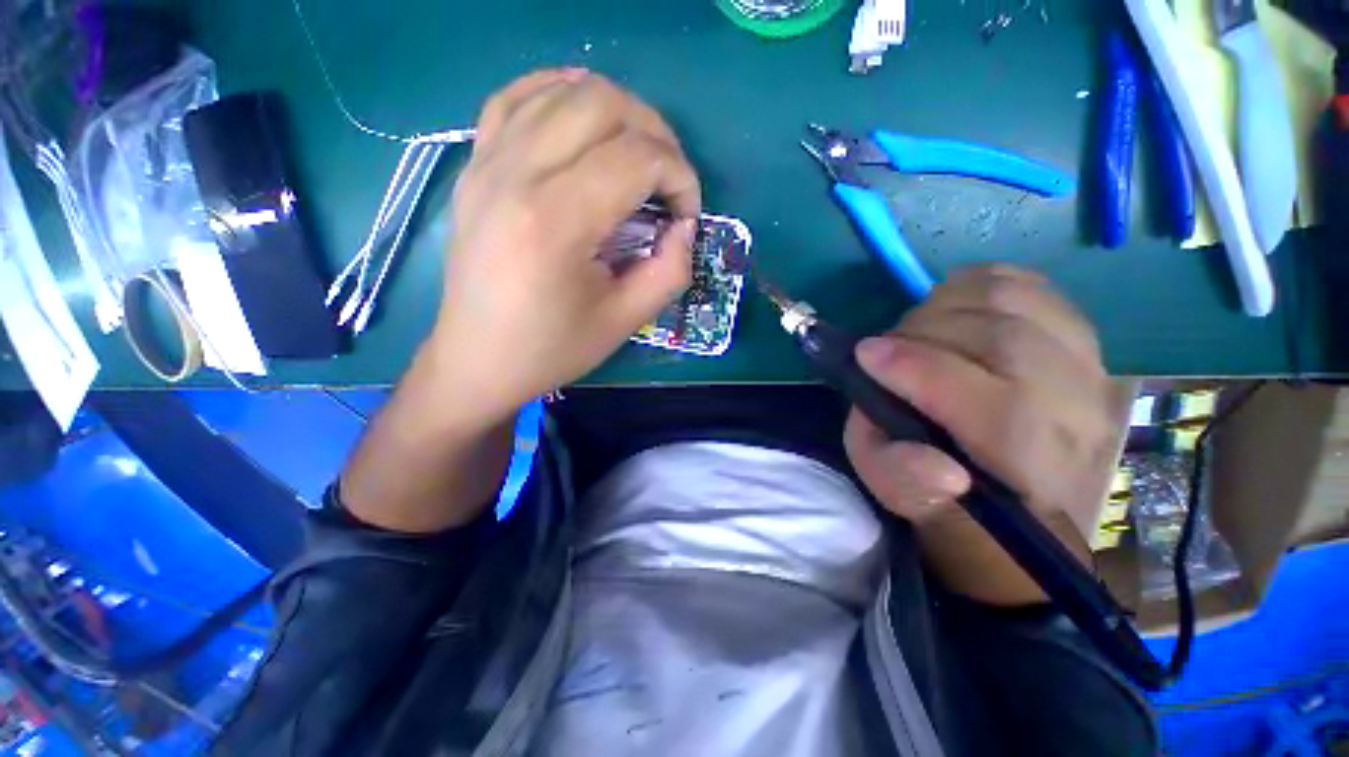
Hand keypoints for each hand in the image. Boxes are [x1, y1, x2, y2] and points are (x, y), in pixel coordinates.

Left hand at [428, 69, 700, 425]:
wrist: (477, 358)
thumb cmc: (552, 348)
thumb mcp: (625, 321)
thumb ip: (671, 271)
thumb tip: (685, 227)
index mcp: (556, 221)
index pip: (637, 158)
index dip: (680, 177)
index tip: (686, 214)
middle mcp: (517, 173)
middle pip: (603, 103)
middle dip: (655, 134)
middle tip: (668, 181)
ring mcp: (487, 161)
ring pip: (564, 88)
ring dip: (617, 112)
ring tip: (635, 156)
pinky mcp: (475, 165)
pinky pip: (517, 97)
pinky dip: (561, 94)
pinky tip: (583, 123)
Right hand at [844, 265, 1123, 604]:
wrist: (1015, 493)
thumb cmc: (948, 493)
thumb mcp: (900, 492)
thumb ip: (900, 473)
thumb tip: (926, 449)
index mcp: (1030, 470)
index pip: (995, 408)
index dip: (917, 369)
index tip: (865, 355)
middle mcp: (1078, 416)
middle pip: (1004, 340)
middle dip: (922, 331)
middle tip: (886, 347)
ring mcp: (1091, 369)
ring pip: (1017, 302)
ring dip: (947, 305)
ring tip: (916, 330)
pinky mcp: (1085, 340)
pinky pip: (1033, 287)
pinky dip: (981, 285)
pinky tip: (954, 309)